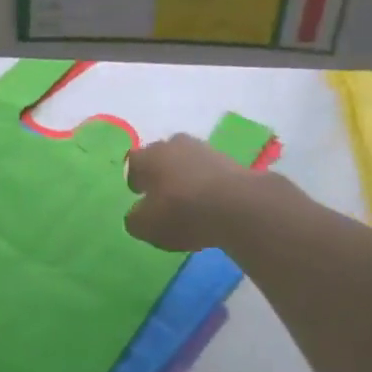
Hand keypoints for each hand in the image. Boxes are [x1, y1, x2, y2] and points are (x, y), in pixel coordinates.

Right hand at [124, 134, 259, 252]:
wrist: (238, 206)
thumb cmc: (181, 212)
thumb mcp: (146, 227)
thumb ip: (135, 219)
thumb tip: (138, 214)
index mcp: (147, 157)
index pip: (133, 163)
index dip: (135, 179)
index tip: (140, 195)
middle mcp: (173, 145)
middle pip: (162, 156)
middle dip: (161, 173)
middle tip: (164, 196)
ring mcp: (204, 149)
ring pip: (188, 161)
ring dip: (187, 177)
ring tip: (191, 201)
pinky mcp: (231, 160)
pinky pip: (210, 172)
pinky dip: (208, 184)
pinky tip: (212, 203)